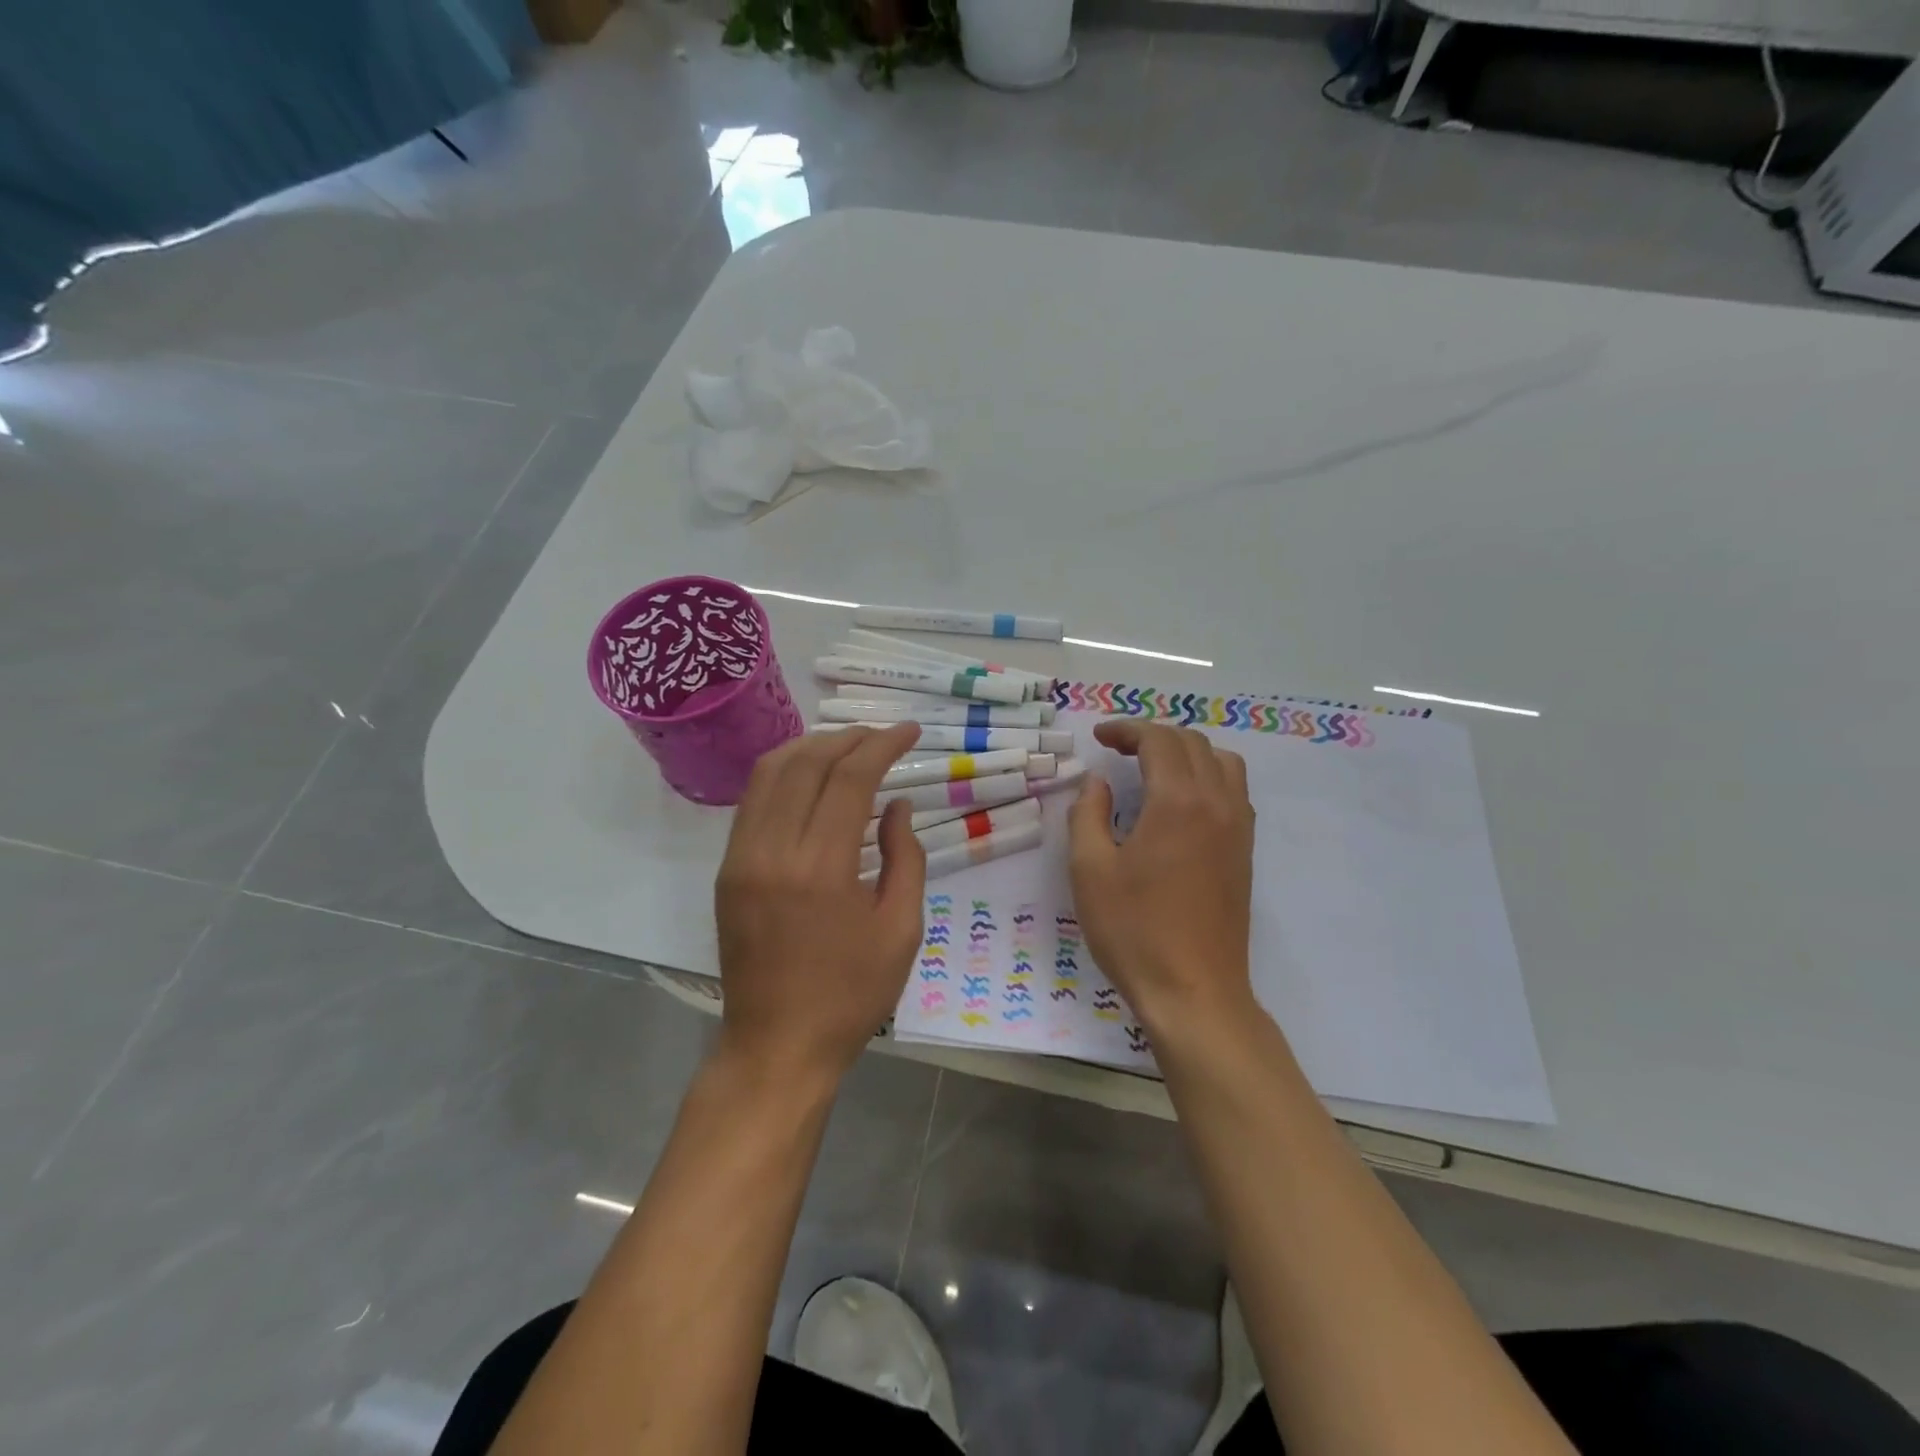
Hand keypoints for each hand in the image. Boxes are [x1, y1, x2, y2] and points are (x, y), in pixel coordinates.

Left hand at [714, 723, 926, 1080]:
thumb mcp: (901, 929)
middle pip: (807, 763)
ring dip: (811, 747)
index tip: (909, 731)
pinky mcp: (728, 869)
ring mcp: (742, 857)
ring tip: (848, 746)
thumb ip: (906, 858)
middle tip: (882, 735)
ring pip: (770, 773)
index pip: (849, 778)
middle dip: (848, 738)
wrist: (777, 1046)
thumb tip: (897, 806)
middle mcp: (773, 850)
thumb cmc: (851, 995)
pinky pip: (754, 801)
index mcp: (822, 868)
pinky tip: (811, 778)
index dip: (882, 745)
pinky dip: (785, 774)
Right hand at [1069, 721, 1256, 1033]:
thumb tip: (1097, 784)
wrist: (1194, 991)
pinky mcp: (1244, 852)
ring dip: (1186, 752)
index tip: (1099, 738)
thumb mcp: (1090, 870)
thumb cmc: (1134, 930)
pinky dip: (1207, 776)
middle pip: (1192, 743)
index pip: (1159, 740)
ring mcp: (1238, 828)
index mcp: (1177, 802)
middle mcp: (1217, 803)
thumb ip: (1088, 815)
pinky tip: (1180, 802)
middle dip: (1153, 736)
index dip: (1127, 730)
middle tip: (1118, 750)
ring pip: (1222, 762)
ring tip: (1153, 768)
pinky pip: (1233, 790)